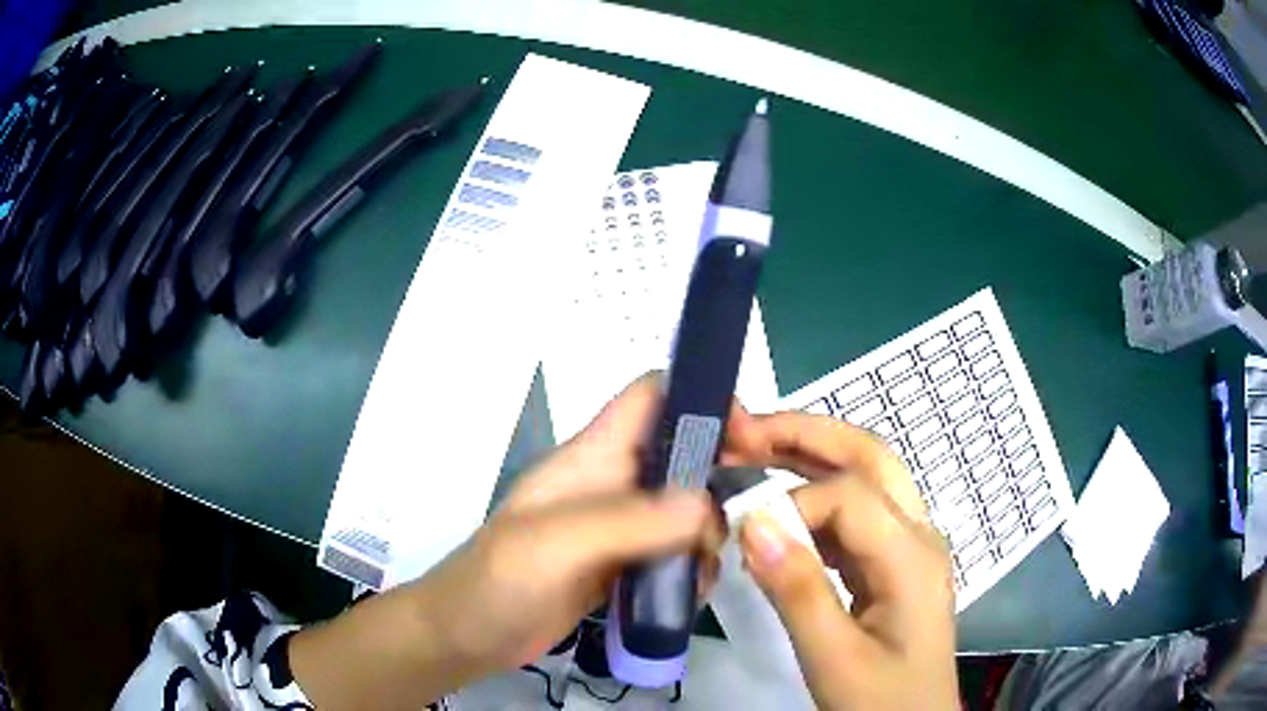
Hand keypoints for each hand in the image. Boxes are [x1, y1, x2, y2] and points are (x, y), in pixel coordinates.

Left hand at [411, 373, 724, 677]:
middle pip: (681, 453)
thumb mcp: (555, 544)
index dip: (701, 400)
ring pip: (685, 508)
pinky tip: (688, 594)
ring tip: (704, 571)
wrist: (466, 637)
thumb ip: (629, 522)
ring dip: (707, 533)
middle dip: (719, 475)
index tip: (744, 439)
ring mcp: (617, 527)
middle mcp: (611, 483)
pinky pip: (673, 552)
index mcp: (592, 457)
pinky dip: (691, 566)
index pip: (651, 396)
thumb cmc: (497, 581)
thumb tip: (706, 506)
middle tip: (744, 516)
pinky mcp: (622, 566)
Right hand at [722, 410, 958, 709]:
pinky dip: (815, 500)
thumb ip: (797, 591)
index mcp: (912, 557)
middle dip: (807, 434)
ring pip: (865, 478)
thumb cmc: (881, 701)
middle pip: (870, 457)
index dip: (790, 503)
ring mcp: (909, 546)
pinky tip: (781, 509)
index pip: (850, 497)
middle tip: (744, 428)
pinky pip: (856, 515)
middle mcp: (918, 535)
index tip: (742, 532)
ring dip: (810, 458)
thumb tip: (751, 522)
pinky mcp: (893, 563)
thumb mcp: (834, 659)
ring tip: (753, 450)